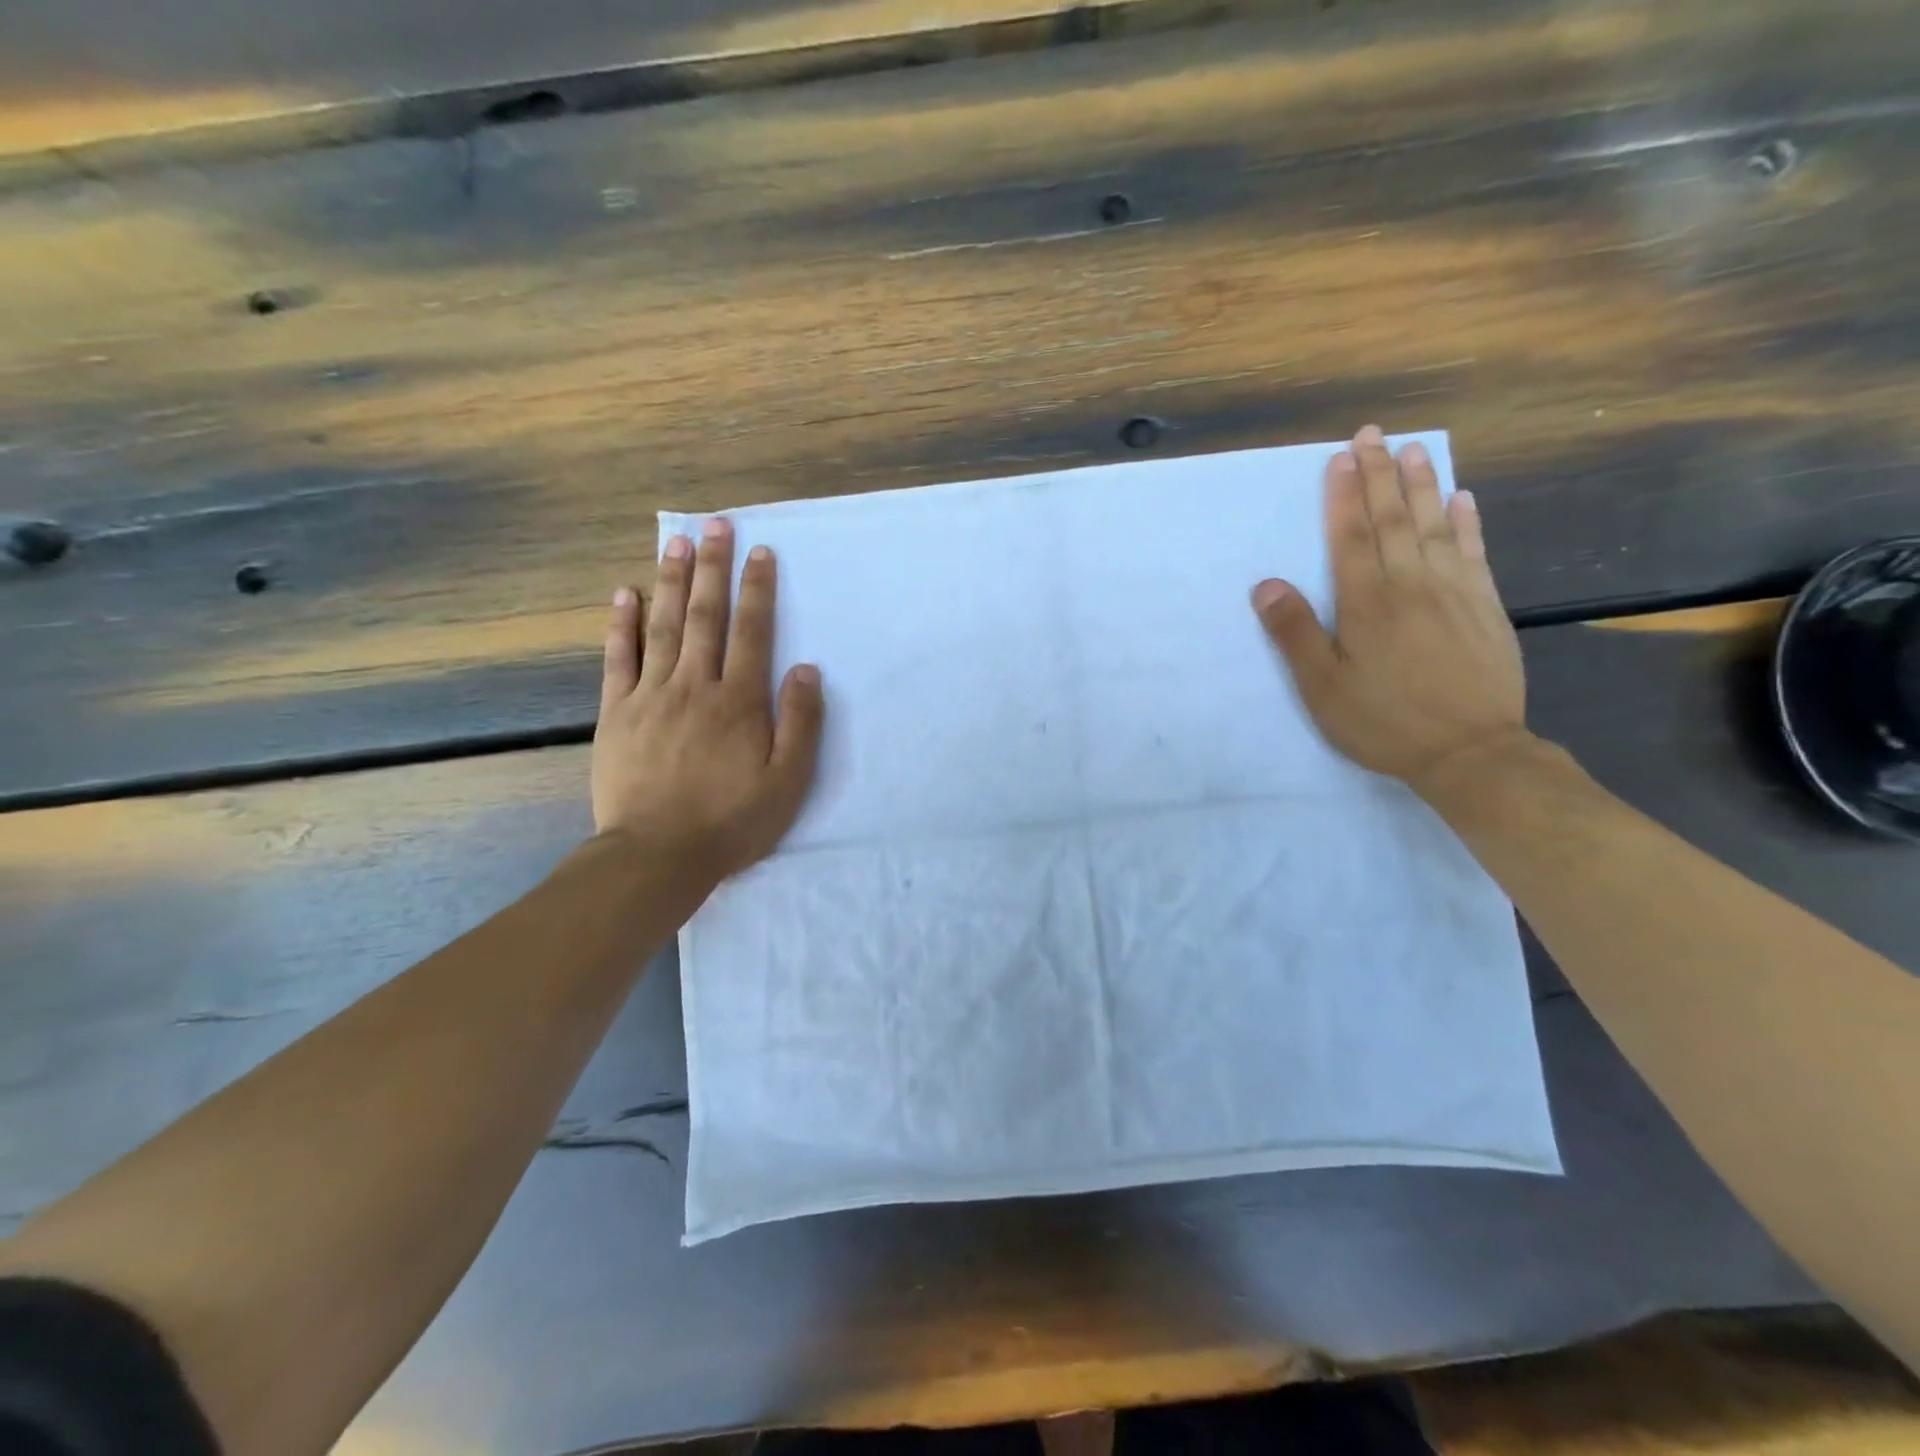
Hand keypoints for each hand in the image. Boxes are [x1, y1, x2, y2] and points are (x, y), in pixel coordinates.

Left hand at [593, 517, 824, 885]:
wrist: (658, 855)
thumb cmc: (732, 821)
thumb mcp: (788, 781)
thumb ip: (800, 722)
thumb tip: (806, 669)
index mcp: (740, 701)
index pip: (752, 632)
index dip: (757, 589)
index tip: (760, 552)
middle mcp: (696, 686)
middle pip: (705, 616)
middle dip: (712, 568)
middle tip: (715, 524)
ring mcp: (651, 696)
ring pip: (663, 627)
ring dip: (671, 581)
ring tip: (676, 541)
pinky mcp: (617, 713)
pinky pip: (618, 659)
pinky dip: (621, 624)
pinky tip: (623, 594)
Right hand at [1251, 425, 1529, 797]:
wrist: (1471, 752)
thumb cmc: (1383, 722)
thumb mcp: (1322, 688)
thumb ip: (1294, 634)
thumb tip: (1266, 584)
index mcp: (1367, 602)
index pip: (1352, 536)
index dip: (1345, 494)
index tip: (1342, 457)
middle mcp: (1412, 584)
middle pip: (1392, 519)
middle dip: (1380, 474)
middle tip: (1373, 434)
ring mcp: (1455, 592)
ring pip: (1434, 526)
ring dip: (1422, 485)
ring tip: (1414, 449)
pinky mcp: (1485, 607)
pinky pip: (1474, 552)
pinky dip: (1466, 522)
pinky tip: (1462, 500)